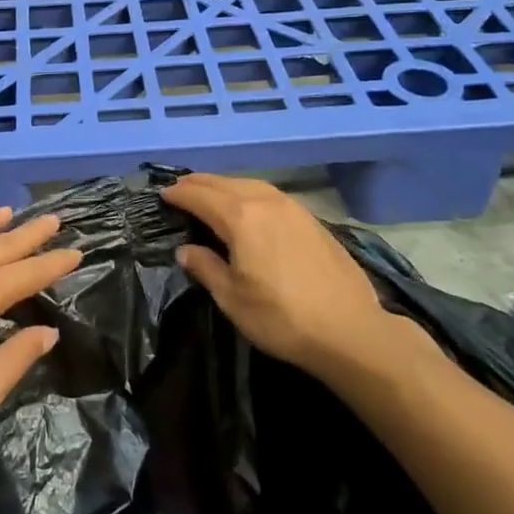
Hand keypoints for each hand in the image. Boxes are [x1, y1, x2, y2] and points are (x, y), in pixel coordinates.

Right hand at [164, 174, 430, 381]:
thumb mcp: (232, 299)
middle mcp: (265, 201)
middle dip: (199, 184)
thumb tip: (186, 250)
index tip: (163, 195)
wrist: (350, 330)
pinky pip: (269, 194)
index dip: (179, 194)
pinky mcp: (311, 219)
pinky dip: (249, 193)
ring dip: (225, 185)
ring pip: (249, 184)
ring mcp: (292, 207)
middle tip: (180, 189)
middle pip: (224, 183)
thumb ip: (206, 268)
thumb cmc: (282, 317)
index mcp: (240, 217)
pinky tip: (249, 206)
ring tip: (210, 193)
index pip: (200, 196)